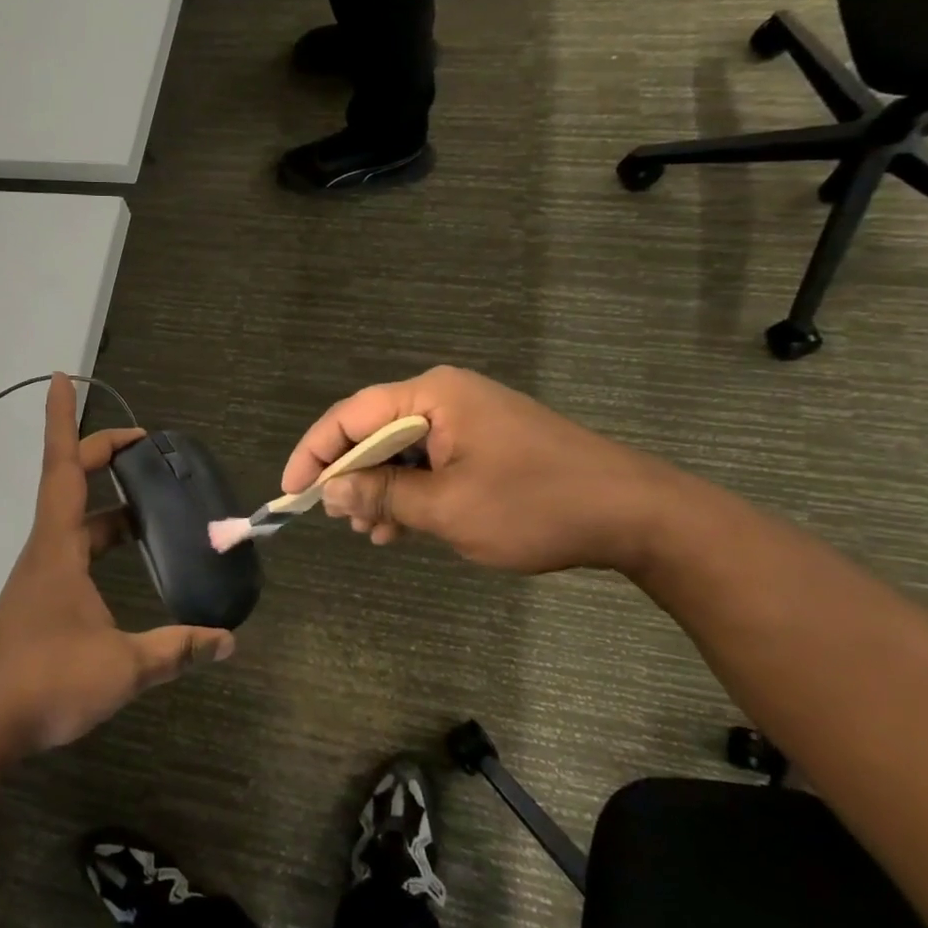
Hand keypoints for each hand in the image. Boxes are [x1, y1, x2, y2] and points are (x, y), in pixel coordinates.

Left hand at [0, 374, 233, 757]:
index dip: (64, 420)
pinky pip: (75, 551)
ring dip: (110, 505)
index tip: (62, 377)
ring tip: (152, 504)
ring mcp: (41, 576)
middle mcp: (46, 550)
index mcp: (58, 547)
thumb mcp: (124, 665)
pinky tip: (129, 560)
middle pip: (70, 485)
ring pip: (77, 522)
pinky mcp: (41, 600)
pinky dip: (102, 539)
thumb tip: (228, 642)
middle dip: (102, 456)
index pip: (63, 468)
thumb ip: (177, 649)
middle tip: (144, 447)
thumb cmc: (48, 681)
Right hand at [281, 366, 676, 574]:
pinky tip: (400, 528)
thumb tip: (331, 491)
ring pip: (400, 450)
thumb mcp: (448, 507)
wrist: (634, 515)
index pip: (351, 415)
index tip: (293, 492)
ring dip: (379, 489)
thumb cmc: (535, 505)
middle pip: (373, 430)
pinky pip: (429, 462)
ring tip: (368, 532)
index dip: (314, 453)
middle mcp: (445, 397)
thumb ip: (383, 494)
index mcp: (433, 395)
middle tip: (335, 519)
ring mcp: (468, 419)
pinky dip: (410, 492)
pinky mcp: (484, 443)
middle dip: (349, 476)